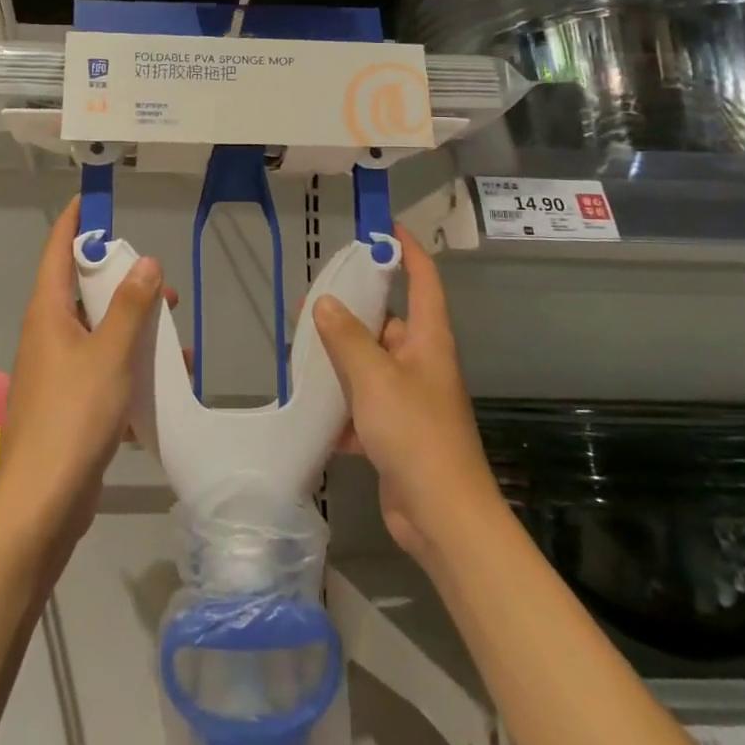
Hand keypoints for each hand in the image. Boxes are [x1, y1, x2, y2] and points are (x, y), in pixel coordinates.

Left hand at [0, 197, 164, 561]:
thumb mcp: (110, 354)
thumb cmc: (73, 415)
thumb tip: (146, 262)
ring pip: (97, 334)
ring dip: (133, 331)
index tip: (93, 199)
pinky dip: (129, 370)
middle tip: (160, 284)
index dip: (74, 222)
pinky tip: (162, 387)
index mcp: (47, 314)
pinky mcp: (67, 405)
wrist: (42, 502)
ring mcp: (54, 373)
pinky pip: (101, 371)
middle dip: (121, 284)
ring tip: (173, 339)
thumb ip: (130, 307)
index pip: (57, 251)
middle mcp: (46, 336)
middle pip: (81, 292)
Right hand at [313, 225, 502, 563]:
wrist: (442, 517)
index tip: (384, 227)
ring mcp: (410, 399)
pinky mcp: (396, 432)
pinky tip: (313, 412)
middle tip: (313, 301)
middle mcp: (422, 363)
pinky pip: (364, 405)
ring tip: (302, 352)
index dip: (408, 251)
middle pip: (389, 322)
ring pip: (371, 365)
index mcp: (428, 340)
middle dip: (354, 312)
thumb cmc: (415, 434)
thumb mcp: (374, 378)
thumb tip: (325, 304)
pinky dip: (342, 407)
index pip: (423, 280)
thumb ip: (347, 338)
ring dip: (341, 361)